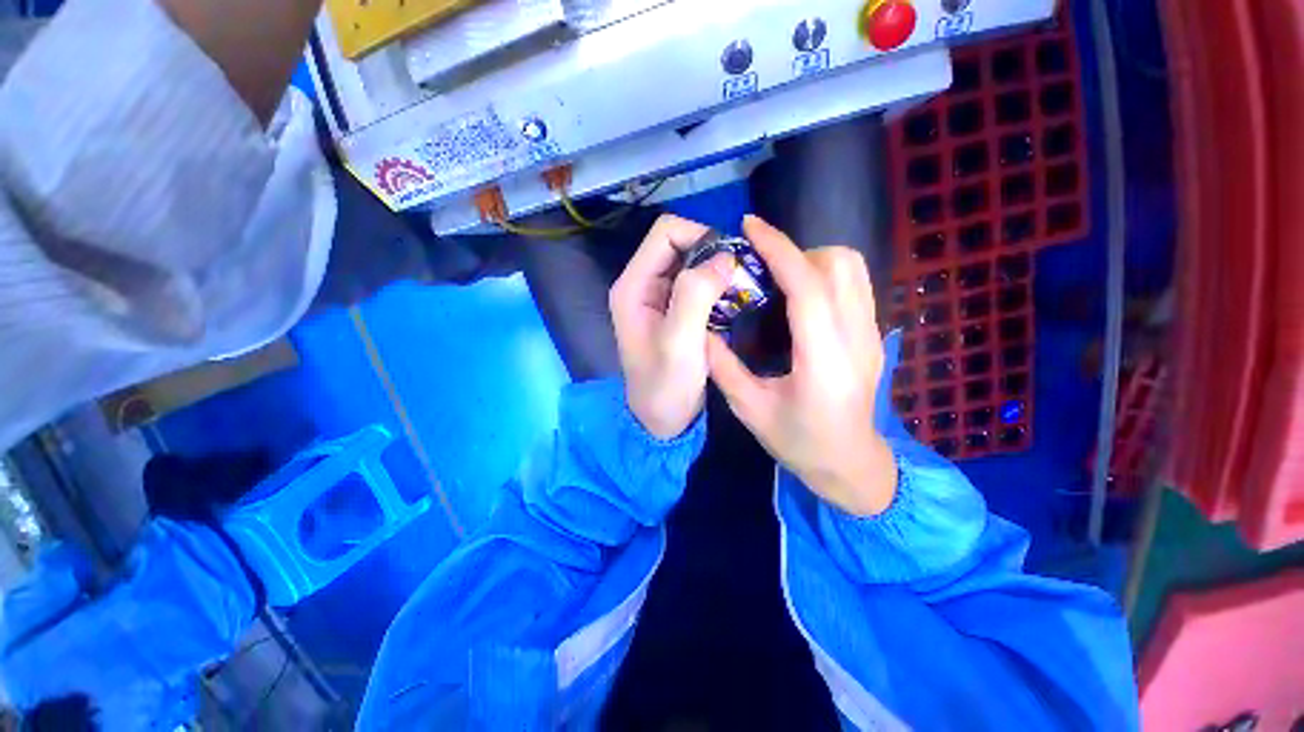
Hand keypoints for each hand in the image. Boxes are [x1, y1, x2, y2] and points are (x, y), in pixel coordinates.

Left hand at [611, 215, 736, 439]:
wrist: (662, 420)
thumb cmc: (665, 386)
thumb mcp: (679, 343)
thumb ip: (695, 296)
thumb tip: (724, 257)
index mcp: (633, 286)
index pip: (666, 233)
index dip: (700, 235)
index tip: (730, 261)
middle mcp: (642, 285)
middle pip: (679, 244)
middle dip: (712, 253)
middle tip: (741, 277)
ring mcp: (658, 298)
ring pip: (691, 263)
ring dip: (717, 271)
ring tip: (741, 290)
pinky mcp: (674, 311)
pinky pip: (697, 284)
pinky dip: (717, 286)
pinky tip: (733, 301)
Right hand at [707, 216, 897, 515]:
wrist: (851, 465)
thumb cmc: (799, 443)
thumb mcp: (750, 409)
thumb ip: (723, 367)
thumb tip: (702, 329)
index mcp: (823, 360)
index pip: (808, 287)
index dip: (779, 248)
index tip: (751, 226)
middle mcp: (855, 339)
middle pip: (838, 265)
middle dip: (795, 252)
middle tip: (761, 268)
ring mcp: (871, 335)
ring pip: (853, 269)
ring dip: (813, 260)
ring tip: (780, 278)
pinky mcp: (873, 335)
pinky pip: (855, 284)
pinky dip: (826, 274)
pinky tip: (800, 295)